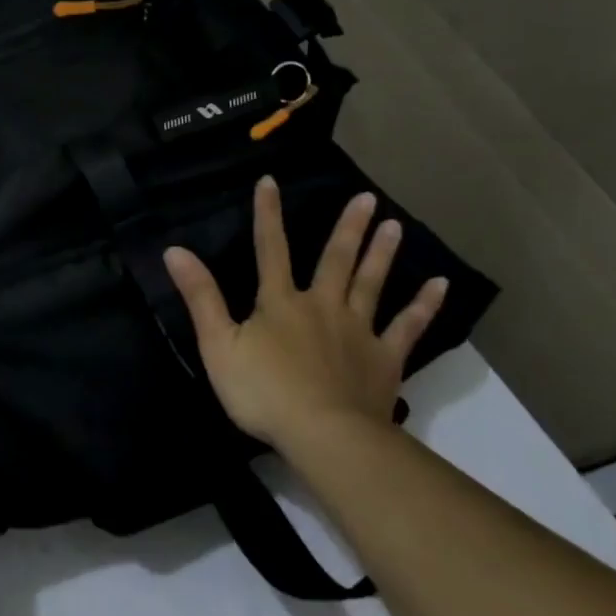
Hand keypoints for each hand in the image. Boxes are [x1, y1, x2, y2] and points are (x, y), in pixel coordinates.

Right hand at [162, 176, 447, 452]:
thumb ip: (200, 297)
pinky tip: (440, 285)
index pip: (270, 249)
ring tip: (395, 224)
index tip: (270, 181)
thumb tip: (175, 250)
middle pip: (335, 260)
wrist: (324, 435)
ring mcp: (358, 330)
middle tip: (367, 197)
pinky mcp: (384, 358)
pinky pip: (408, 327)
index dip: (268, 214)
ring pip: (372, 284)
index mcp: (280, 303)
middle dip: (348, 228)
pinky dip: (424, 306)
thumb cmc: (265, 392)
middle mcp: (322, 306)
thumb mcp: (219, 345)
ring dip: (382, 253)